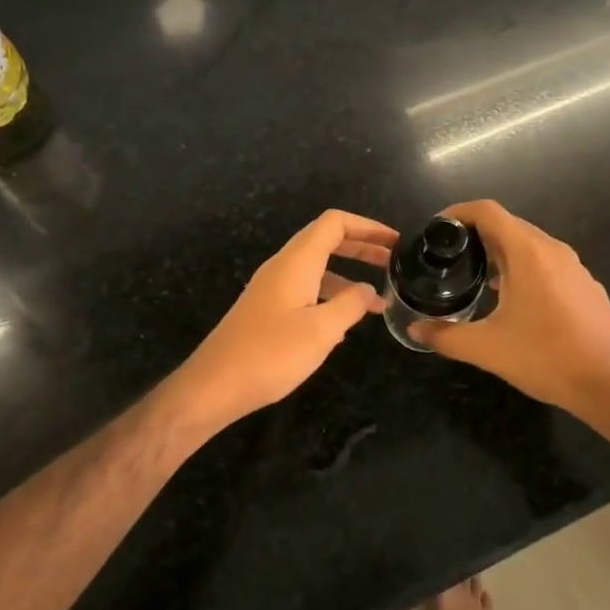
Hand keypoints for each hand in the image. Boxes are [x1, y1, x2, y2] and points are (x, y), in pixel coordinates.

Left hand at [160, 210, 395, 432]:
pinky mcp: (267, 309)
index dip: (368, 226)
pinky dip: (331, 293)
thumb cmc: (271, 354)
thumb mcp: (322, 330)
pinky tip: (345, 321)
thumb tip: (368, 290)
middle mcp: (283, 266)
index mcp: (297, 262)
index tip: (395, 242)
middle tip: (394, 262)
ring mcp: (272, 287)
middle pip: (327, 240)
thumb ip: (351, 304)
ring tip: (378, 298)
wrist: (214, 386)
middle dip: (362, 247)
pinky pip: (306, 287)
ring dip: (348, 273)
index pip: (335, 223)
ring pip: (317, 266)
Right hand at [410, 200, 609, 422]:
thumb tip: (414, 331)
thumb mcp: (486, 349)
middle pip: (509, 225)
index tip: (437, 230)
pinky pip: (548, 264)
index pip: (488, 211)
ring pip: (530, 245)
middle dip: (477, 235)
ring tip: (477, 278)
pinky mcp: (587, 287)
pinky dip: (524, 269)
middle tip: (450, 257)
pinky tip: (514, 301)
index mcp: (529, 253)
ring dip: (501, 253)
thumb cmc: (545, 358)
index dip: (459, 213)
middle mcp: (554, 250)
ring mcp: (575, 268)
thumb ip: (445, 336)